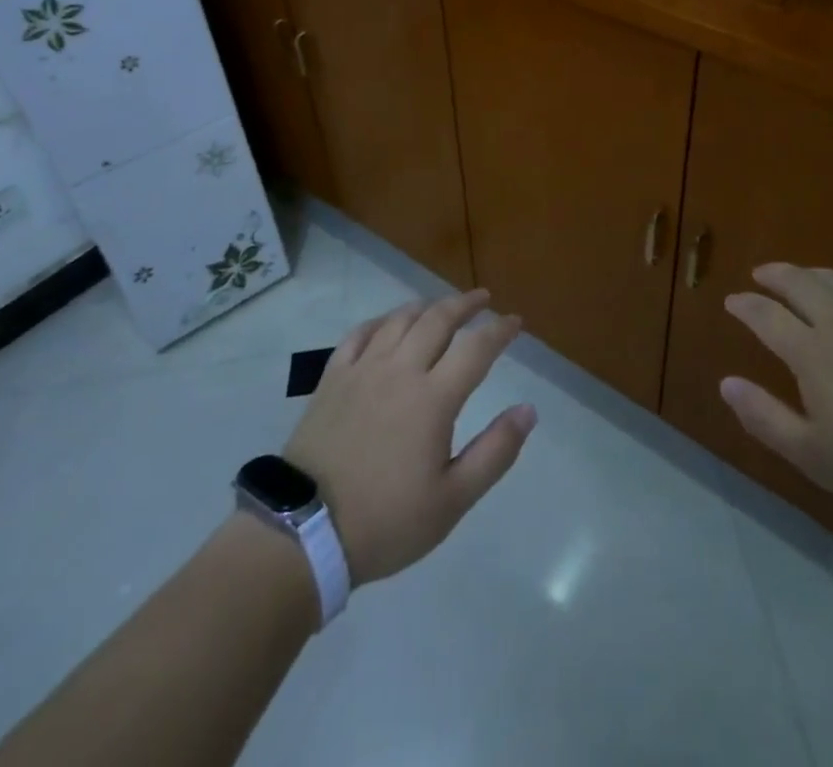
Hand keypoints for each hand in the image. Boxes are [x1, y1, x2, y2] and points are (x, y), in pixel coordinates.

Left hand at [284, 291, 536, 586]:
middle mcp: (400, 370)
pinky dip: (381, 321)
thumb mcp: (452, 500)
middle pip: (438, 320)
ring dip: (426, 306)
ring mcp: (362, 370)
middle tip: (483, 299)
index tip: (515, 322)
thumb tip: (528, 410)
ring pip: (399, 319)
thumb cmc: (386, 521)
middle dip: (465, 304)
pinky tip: (388, 323)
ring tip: (441, 306)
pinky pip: (359, 334)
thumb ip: (495, 452)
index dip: (500, 330)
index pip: (476, 348)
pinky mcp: (332, 378)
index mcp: (433, 398)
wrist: (304, 532)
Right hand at [719, 263, 832, 527]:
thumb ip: (764, 416)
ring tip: (799, 278)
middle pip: (799, 283)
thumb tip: (726, 383)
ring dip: (809, 274)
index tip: (731, 302)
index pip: (766, 315)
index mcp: (811, 352)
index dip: (745, 305)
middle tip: (759, 275)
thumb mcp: (812, 455)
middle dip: (774, 275)